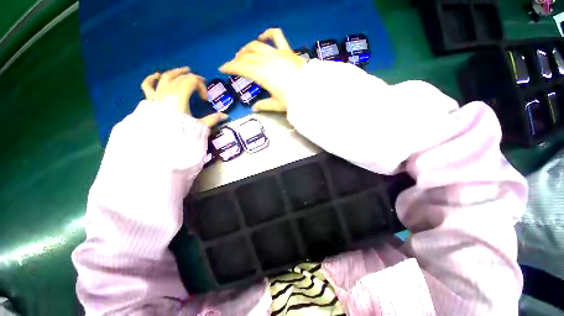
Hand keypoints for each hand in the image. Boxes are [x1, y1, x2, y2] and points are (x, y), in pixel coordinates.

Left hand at [141, 67, 227, 126]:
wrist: (160, 141)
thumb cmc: (181, 132)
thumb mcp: (200, 125)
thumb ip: (213, 119)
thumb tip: (226, 116)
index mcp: (180, 96)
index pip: (192, 81)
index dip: (201, 87)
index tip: (205, 99)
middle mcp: (167, 91)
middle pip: (181, 77)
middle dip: (193, 78)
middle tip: (202, 81)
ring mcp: (157, 94)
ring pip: (166, 77)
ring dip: (176, 72)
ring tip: (185, 70)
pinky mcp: (150, 100)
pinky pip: (148, 85)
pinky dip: (152, 79)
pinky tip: (157, 75)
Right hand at [219, 28, 305, 112]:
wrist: (310, 91)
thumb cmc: (292, 99)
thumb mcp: (276, 105)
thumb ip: (263, 105)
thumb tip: (254, 109)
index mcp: (261, 74)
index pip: (241, 68)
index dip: (230, 67)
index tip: (222, 69)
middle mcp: (266, 60)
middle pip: (247, 56)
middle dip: (237, 59)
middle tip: (233, 64)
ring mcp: (277, 53)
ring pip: (256, 45)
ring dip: (247, 48)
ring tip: (242, 53)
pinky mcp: (287, 50)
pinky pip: (276, 36)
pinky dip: (267, 34)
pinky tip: (262, 37)